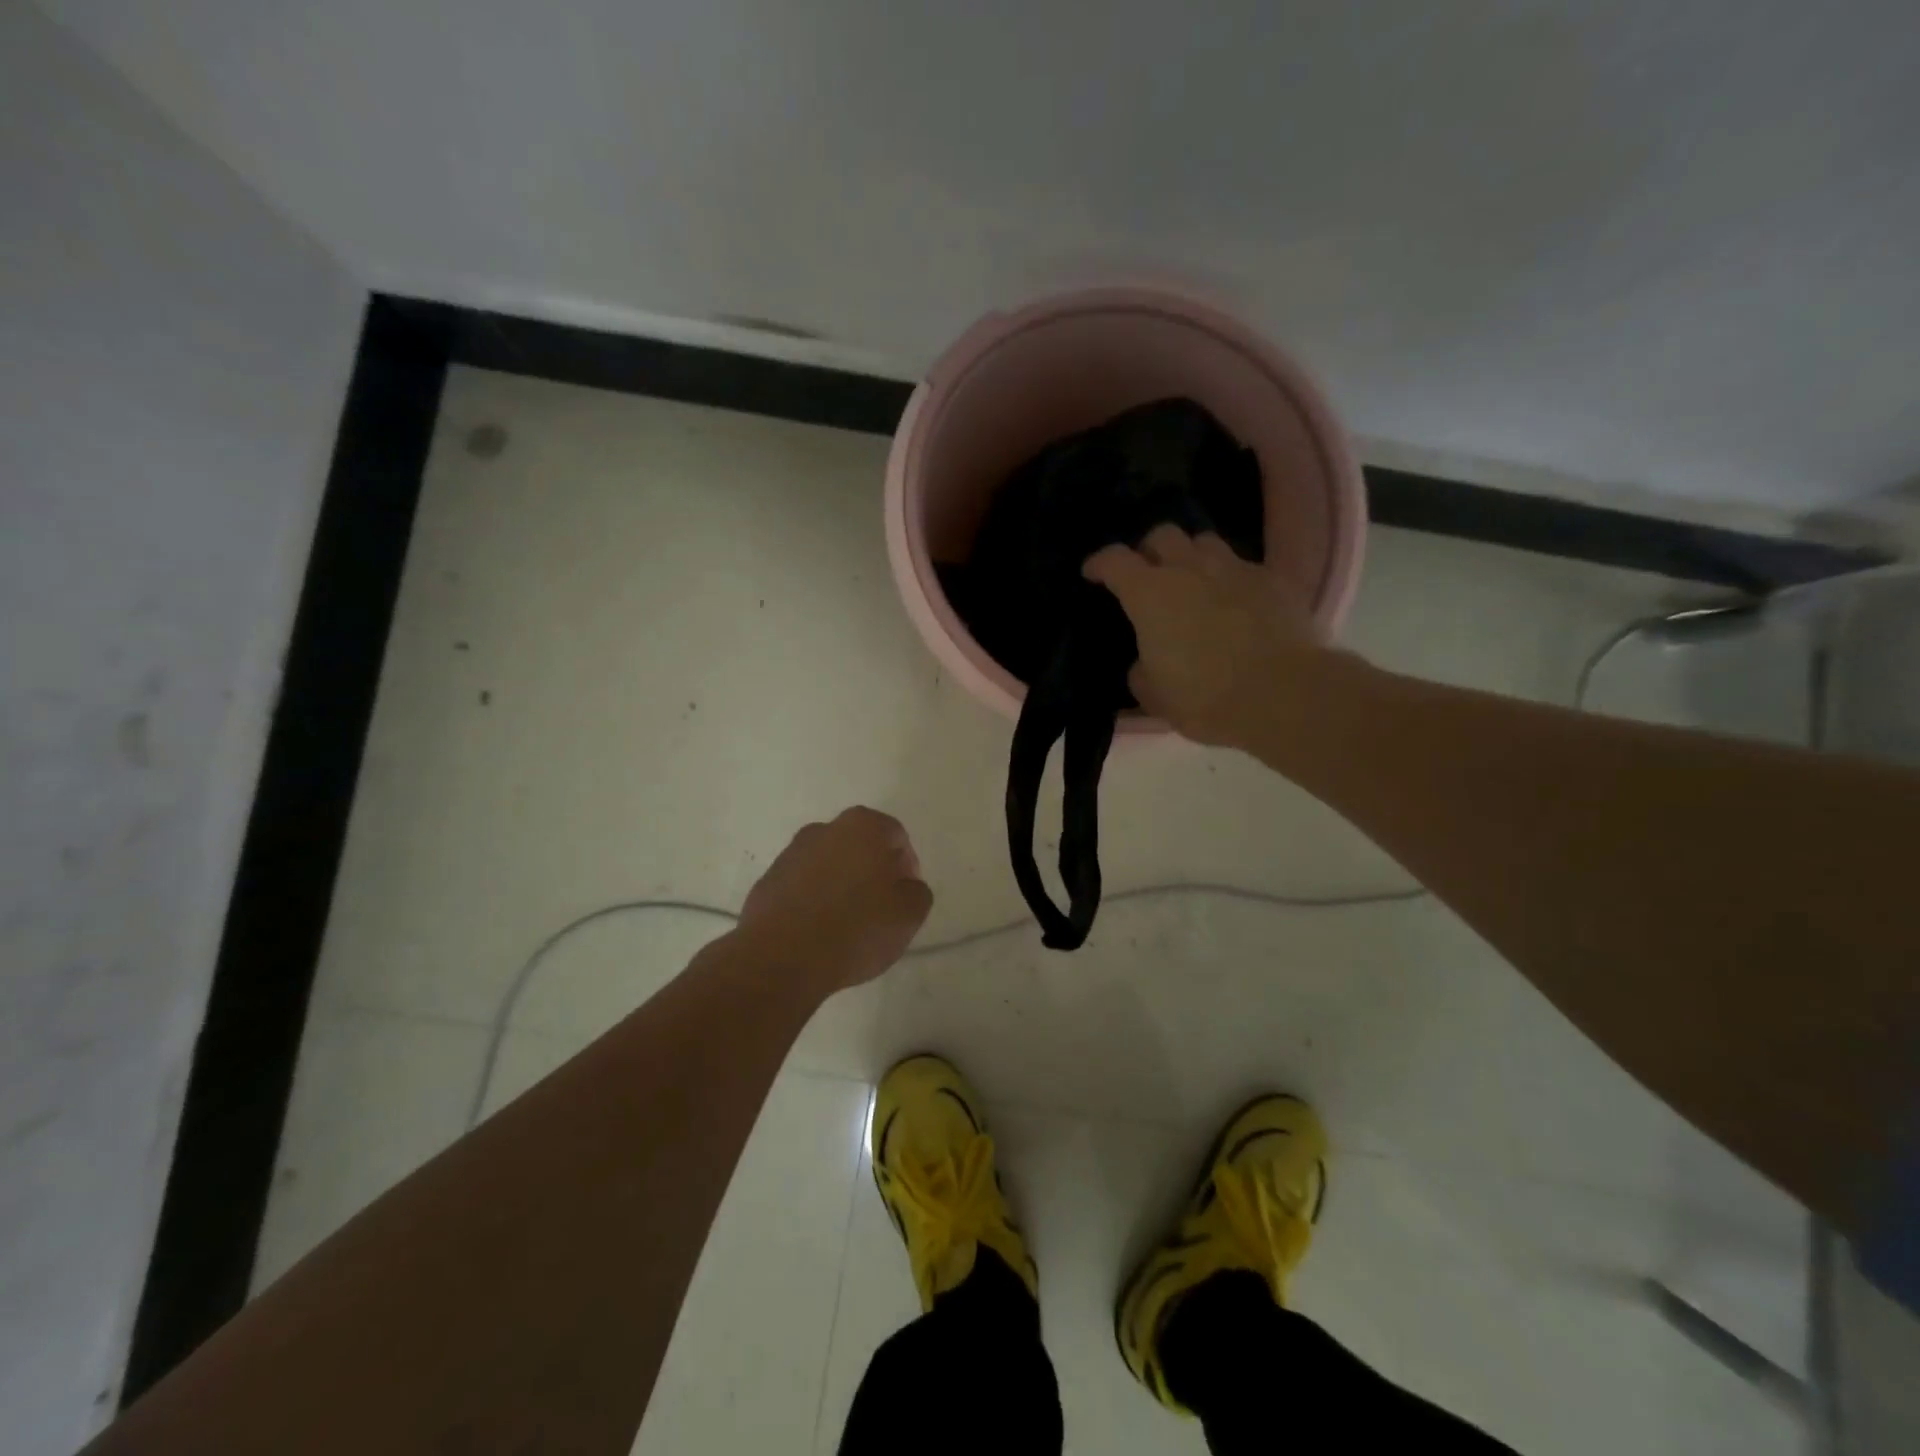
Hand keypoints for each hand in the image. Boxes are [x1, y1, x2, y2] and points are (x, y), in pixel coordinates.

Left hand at [734, 807, 933, 993]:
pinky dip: (813, 901)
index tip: (905, 898)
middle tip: (880, 909)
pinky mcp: (767, 881)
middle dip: (872, 872)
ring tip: (846, 925)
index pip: (896, 837)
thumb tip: (904, 886)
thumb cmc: (856, 928)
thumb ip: (917, 892)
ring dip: (840, 886)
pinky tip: (818, 932)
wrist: (781, 957)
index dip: (906, 868)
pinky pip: (802, 886)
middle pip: (859, 847)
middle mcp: (825, 829)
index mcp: (863, 826)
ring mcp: (791, 853)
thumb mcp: (909, 914)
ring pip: (828, 865)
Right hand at [1084, 525, 1324, 746]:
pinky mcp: (1273, 581)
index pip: (1114, 560)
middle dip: (1148, 550)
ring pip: (1205, 542)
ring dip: (1191, 556)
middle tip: (1147, 574)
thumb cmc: (1205, 697)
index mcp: (1150, 594)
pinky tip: (1233, 601)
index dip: (1099, 563)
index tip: (1092, 573)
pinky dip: (1229, 578)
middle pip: (1162, 535)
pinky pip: (1242, 566)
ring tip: (1192, 581)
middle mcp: (1189, 569)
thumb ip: (1141, 671)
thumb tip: (1144, 663)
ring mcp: (1235, 570)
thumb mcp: (1154, 695)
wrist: (1283, 695)